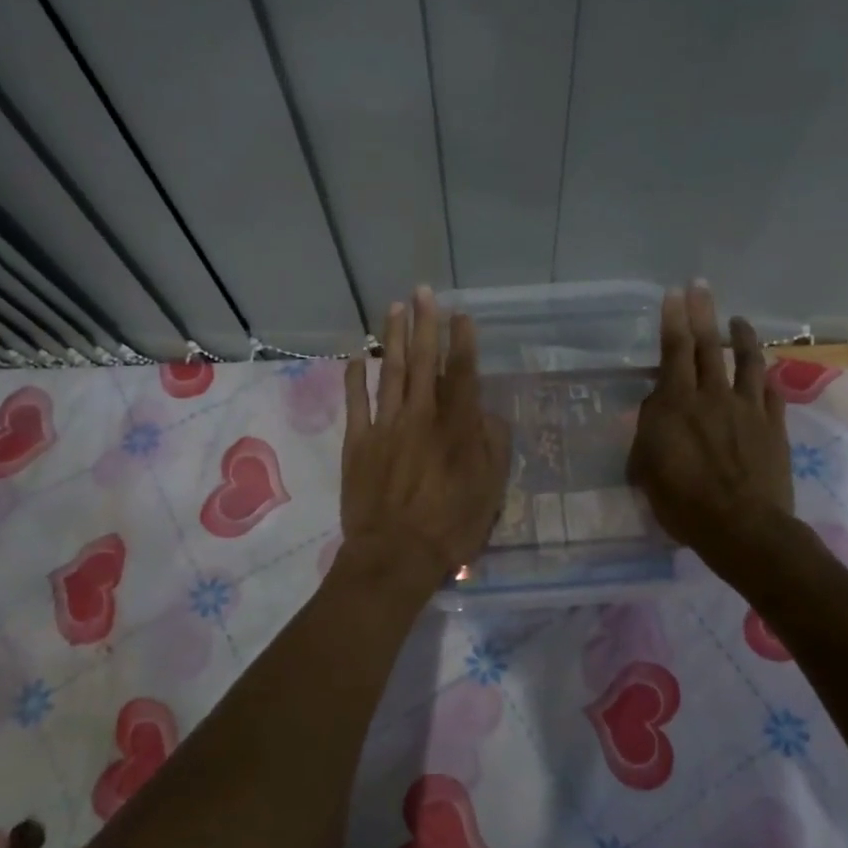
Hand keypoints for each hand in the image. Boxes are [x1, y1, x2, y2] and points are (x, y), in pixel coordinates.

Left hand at [339, 287, 511, 592]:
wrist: (394, 555)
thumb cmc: (450, 526)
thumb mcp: (489, 491)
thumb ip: (492, 446)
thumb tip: (486, 414)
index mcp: (455, 427)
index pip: (460, 373)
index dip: (462, 341)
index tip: (461, 314)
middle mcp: (420, 416)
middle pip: (422, 362)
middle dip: (424, 324)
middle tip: (423, 292)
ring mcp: (385, 427)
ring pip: (390, 372)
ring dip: (393, 338)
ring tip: (395, 308)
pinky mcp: (358, 443)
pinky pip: (356, 402)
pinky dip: (355, 377)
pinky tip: (357, 356)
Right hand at [627, 283, 792, 555]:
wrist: (742, 527)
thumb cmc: (683, 503)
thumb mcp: (646, 469)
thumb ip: (650, 433)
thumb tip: (656, 413)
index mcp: (677, 404)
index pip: (674, 351)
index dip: (674, 320)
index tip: (676, 293)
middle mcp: (713, 396)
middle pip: (707, 346)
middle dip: (702, 312)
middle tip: (701, 286)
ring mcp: (748, 409)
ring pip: (746, 362)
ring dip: (741, 338)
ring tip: (739, 320)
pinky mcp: (774, 427)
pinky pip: (770, 393)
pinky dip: (765, 378)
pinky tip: (765, 372)